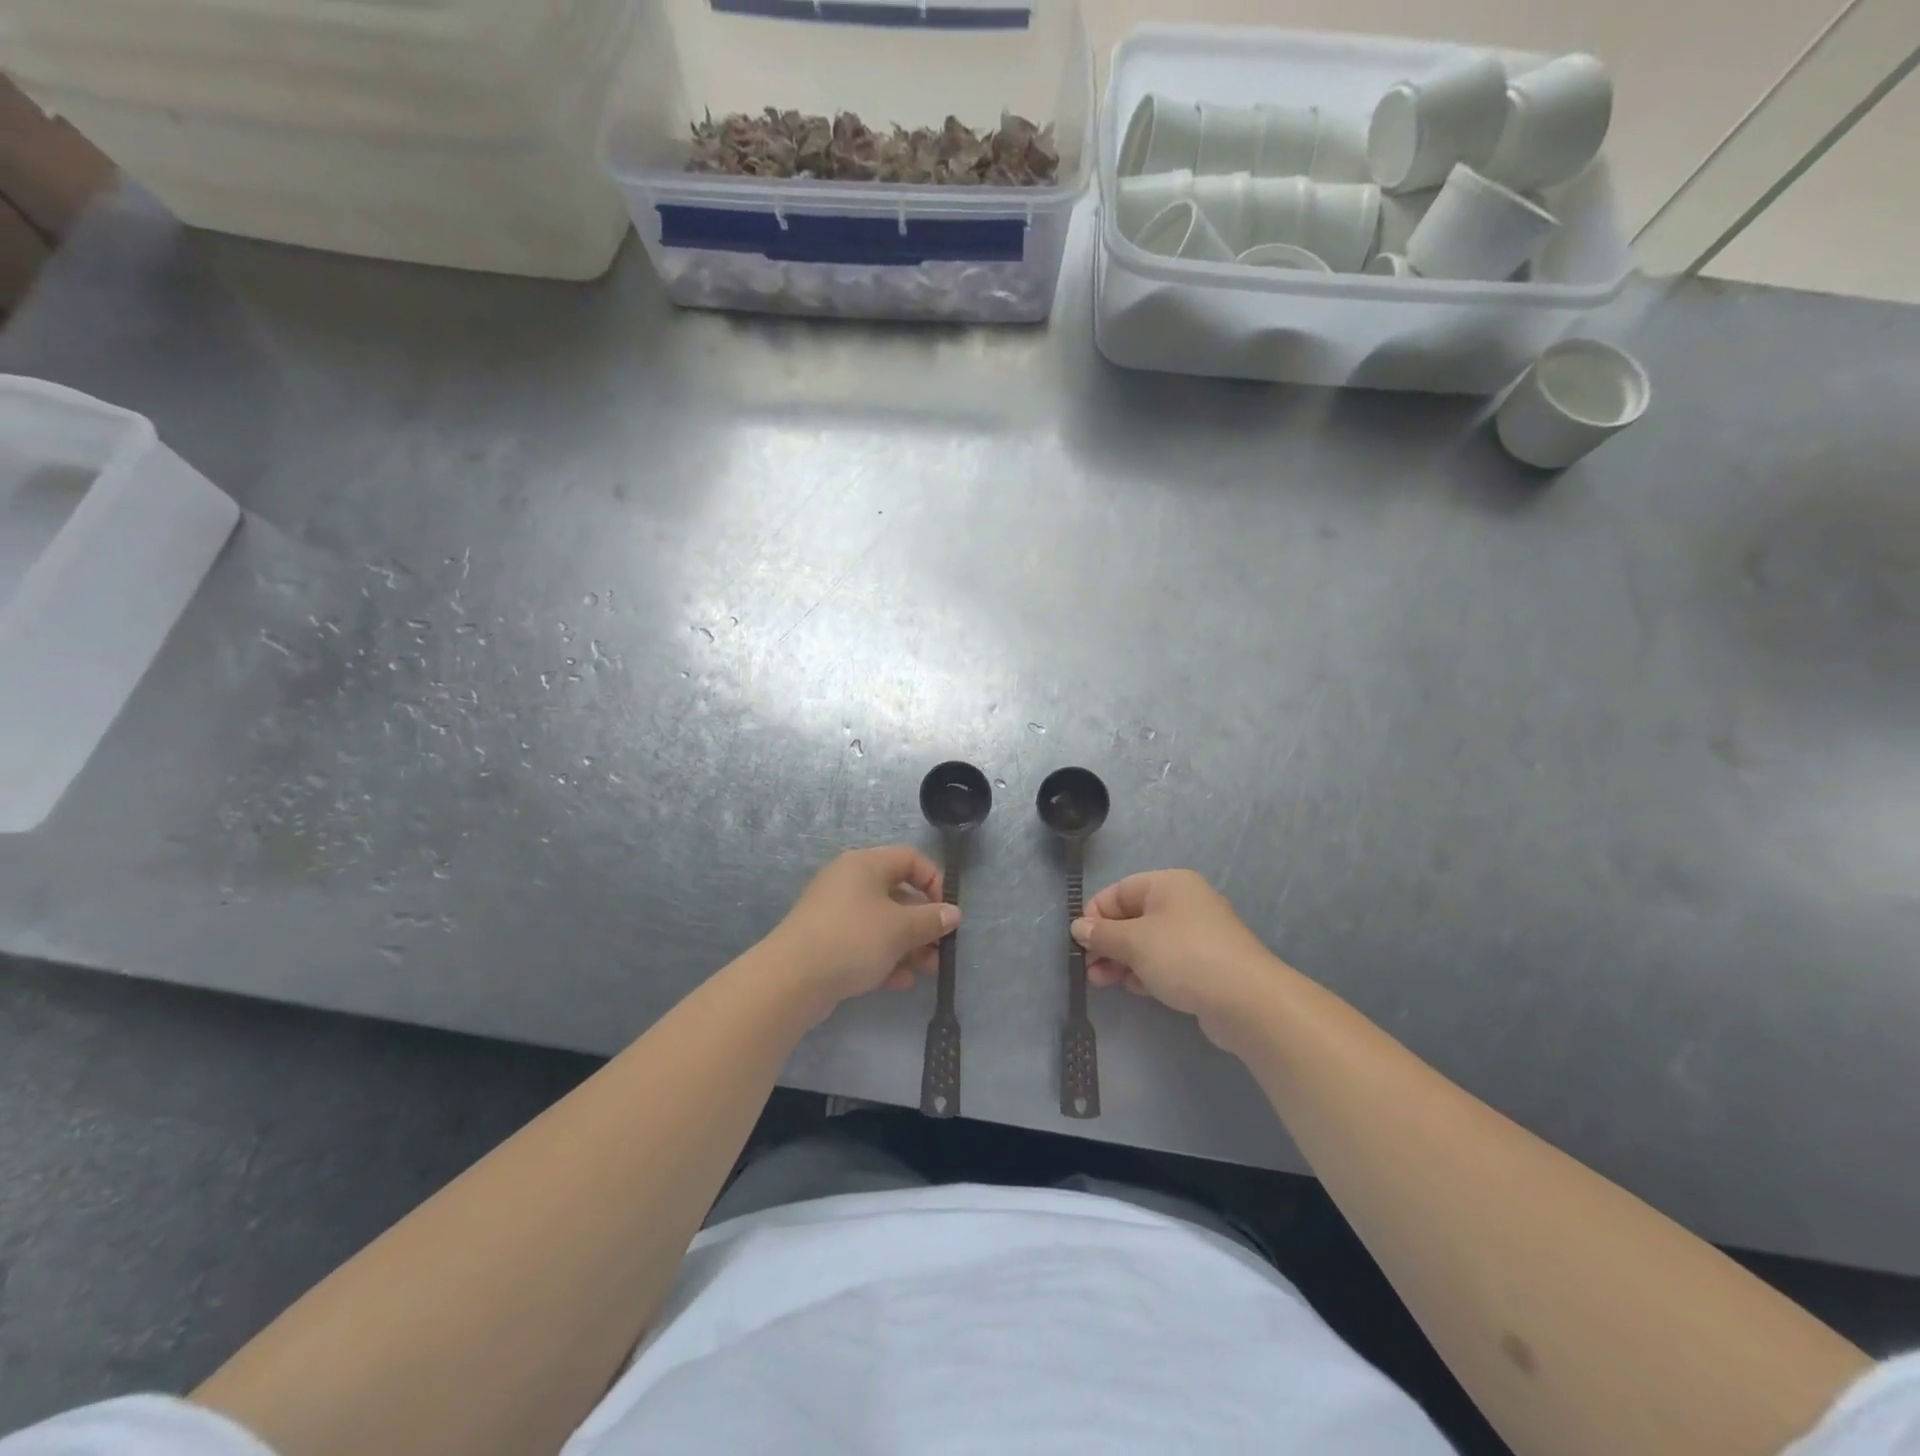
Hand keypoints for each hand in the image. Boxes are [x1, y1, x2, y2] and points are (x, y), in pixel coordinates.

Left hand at [771, 846, 958, 1009]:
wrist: (792, 979)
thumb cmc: (853, 939)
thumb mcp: (900, 928)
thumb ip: (931, 919)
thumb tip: (953, 913)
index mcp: (865, 865)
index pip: (909, 859)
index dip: (934, 880)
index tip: (947, 910)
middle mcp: (849, 882)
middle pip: (897, 894)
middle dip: (923, 923)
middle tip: (941, 948)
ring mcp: (835, 913)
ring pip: (881, 923)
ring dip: (908, 946)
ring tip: (927, 971)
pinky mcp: (825, 942)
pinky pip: (863, 944)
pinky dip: (883, 958)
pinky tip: (899, 982)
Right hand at [1072, 870, 1283, 1051]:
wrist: (1248, 1001)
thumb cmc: (1184, 957)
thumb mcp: (1134, 942)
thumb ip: (1102, 934)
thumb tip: (1078, 927)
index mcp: (1168, 884)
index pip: (1119, 891)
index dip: (1095, 915)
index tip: (1080, 943)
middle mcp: (1184, 903)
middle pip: (1132, 917)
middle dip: (1107, 943)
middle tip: (1089, 970)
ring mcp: (1197, 934)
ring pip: (1148, 942)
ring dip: (1122, 960)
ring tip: (1103, 983)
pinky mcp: (1206, 964)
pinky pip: (1166, 961)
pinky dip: (1146, 971)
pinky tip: (1135, 989)